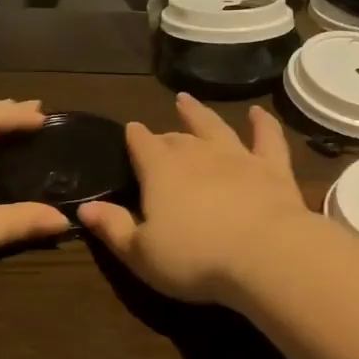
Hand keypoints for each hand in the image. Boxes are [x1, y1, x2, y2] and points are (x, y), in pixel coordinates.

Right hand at [78, 95, 311, 306]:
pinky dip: (262, 123)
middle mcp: (199, 154)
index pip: (142, 145)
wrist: (264, 253)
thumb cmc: (194, 259)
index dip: (134, 137)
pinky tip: (258, 112)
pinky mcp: (273, 168)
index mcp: (162, 171)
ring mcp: (239, 157)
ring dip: (200, 113)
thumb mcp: (141, 253)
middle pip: (177, 138)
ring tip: (187, 100)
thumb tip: (85, 208)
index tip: (130, 130)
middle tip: (159, 134)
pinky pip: (267, 138)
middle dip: (164, 135)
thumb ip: (114, 228)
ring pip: (215, 127)